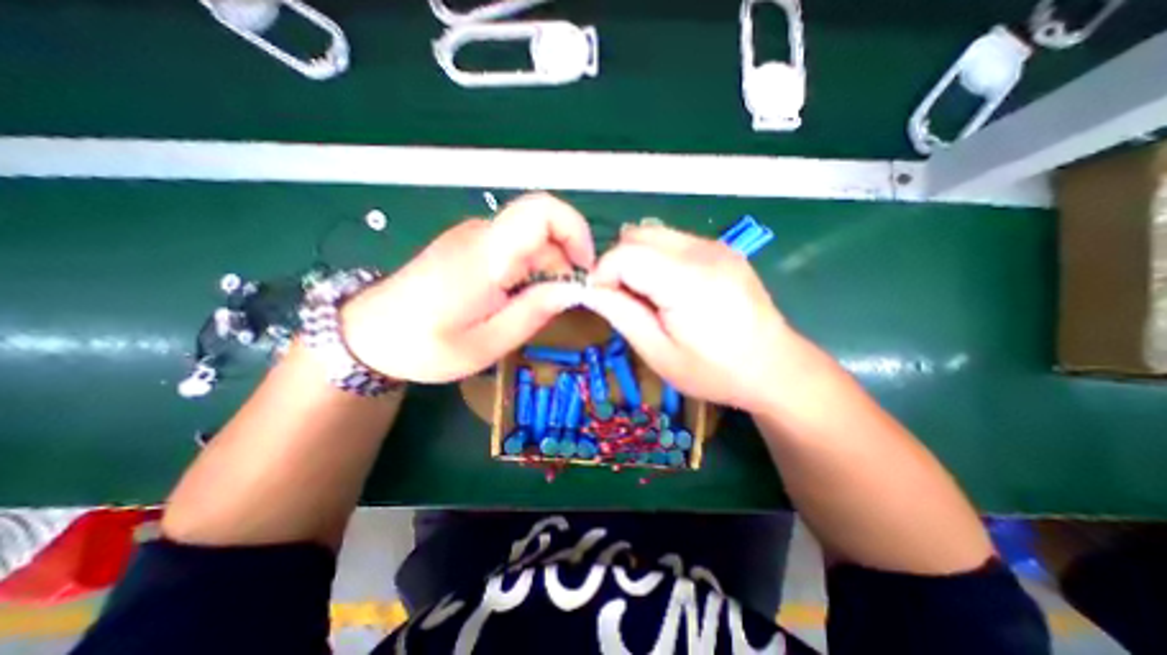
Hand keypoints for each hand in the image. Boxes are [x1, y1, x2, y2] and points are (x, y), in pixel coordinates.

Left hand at [337, 191, 593, 380]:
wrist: (367, 335)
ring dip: (550, 267)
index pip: (543, 211)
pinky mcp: (472, 246)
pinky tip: (523, 297)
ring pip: (532, 238)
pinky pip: (516, 247)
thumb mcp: (487, 343)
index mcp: (486, 255)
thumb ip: (534, 313)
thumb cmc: (425, 346)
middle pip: (544, 225)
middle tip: (566, 300)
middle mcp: (483, 234)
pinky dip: (533, 268)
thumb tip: (574, 290)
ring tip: (542, 305)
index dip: (576, 232)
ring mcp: (475, 237)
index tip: (585, 270)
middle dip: (566, 260)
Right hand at [585, 221, 801, 410]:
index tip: (601, 299)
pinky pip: (673, 240)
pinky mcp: (721, 248)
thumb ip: (621, 315)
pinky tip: (669, 288)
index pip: (625, 254)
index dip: (602, 273)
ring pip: (653, 234)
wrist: (774, 368)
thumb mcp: (658, 354)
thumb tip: (590, 290)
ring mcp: (716, 246)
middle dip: (617, 263)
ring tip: (646, 295)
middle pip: (637, 235)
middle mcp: (704, 251)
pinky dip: (656, 258)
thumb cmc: (715, 371)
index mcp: (689, 281)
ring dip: (636, 259)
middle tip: (623, 298)